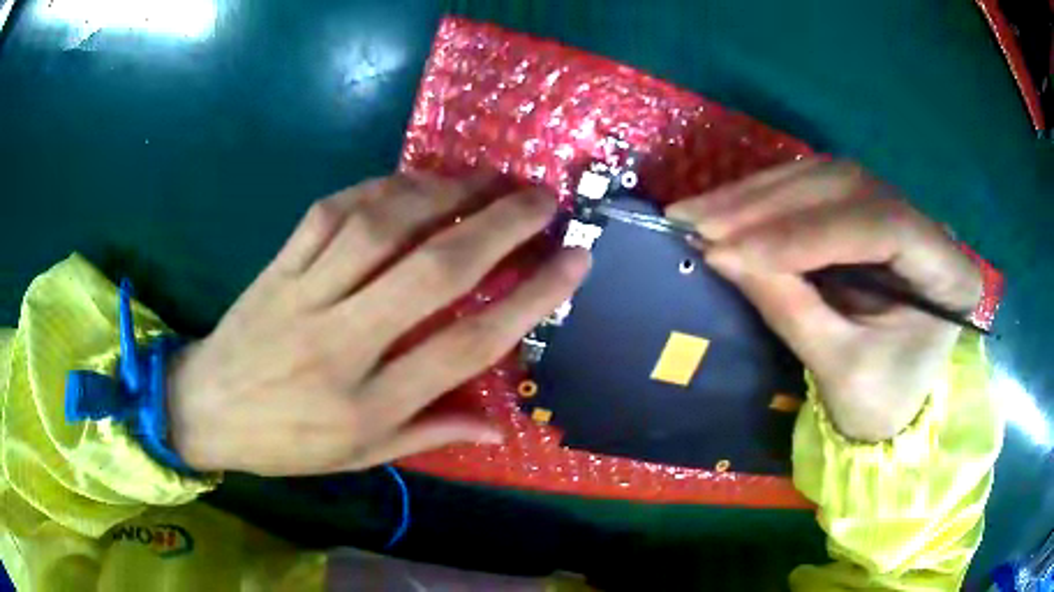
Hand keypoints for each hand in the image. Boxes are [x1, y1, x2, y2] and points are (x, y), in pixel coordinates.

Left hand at [166, 172, 589, 475]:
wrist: (206, 409)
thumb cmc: (287, 443)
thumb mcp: (361, 457)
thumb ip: (430, 433)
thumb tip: (498, 423)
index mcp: (369, 403)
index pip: (466, 345)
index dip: (529, 299)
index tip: (574, 260)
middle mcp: (342, 342)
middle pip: (432, 271)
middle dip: (498, 225)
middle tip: (541, 196)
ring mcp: (304, 295)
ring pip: (381, 227)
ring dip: (441, 192)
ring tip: (484, 177)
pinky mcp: (277, 266)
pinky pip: (330, 213)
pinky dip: (376, 188)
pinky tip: (410, 180)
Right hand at [667, 159, 981, 441]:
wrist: (893, 406)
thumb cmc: (880, 404)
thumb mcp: (840, 370)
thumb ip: (790, 309)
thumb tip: (721, 254)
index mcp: (949, 273)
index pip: (883, 226)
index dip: (807, 233)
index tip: (734, 251)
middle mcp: (928, 227)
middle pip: (847, 189)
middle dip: (769, 206)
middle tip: (698, 219)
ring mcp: (896, 211)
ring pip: (824, 179)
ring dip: (757, 195)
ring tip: (699, 213)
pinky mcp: (866, 214)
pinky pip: (813, 191)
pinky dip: (765, 200)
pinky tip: (726, 210)